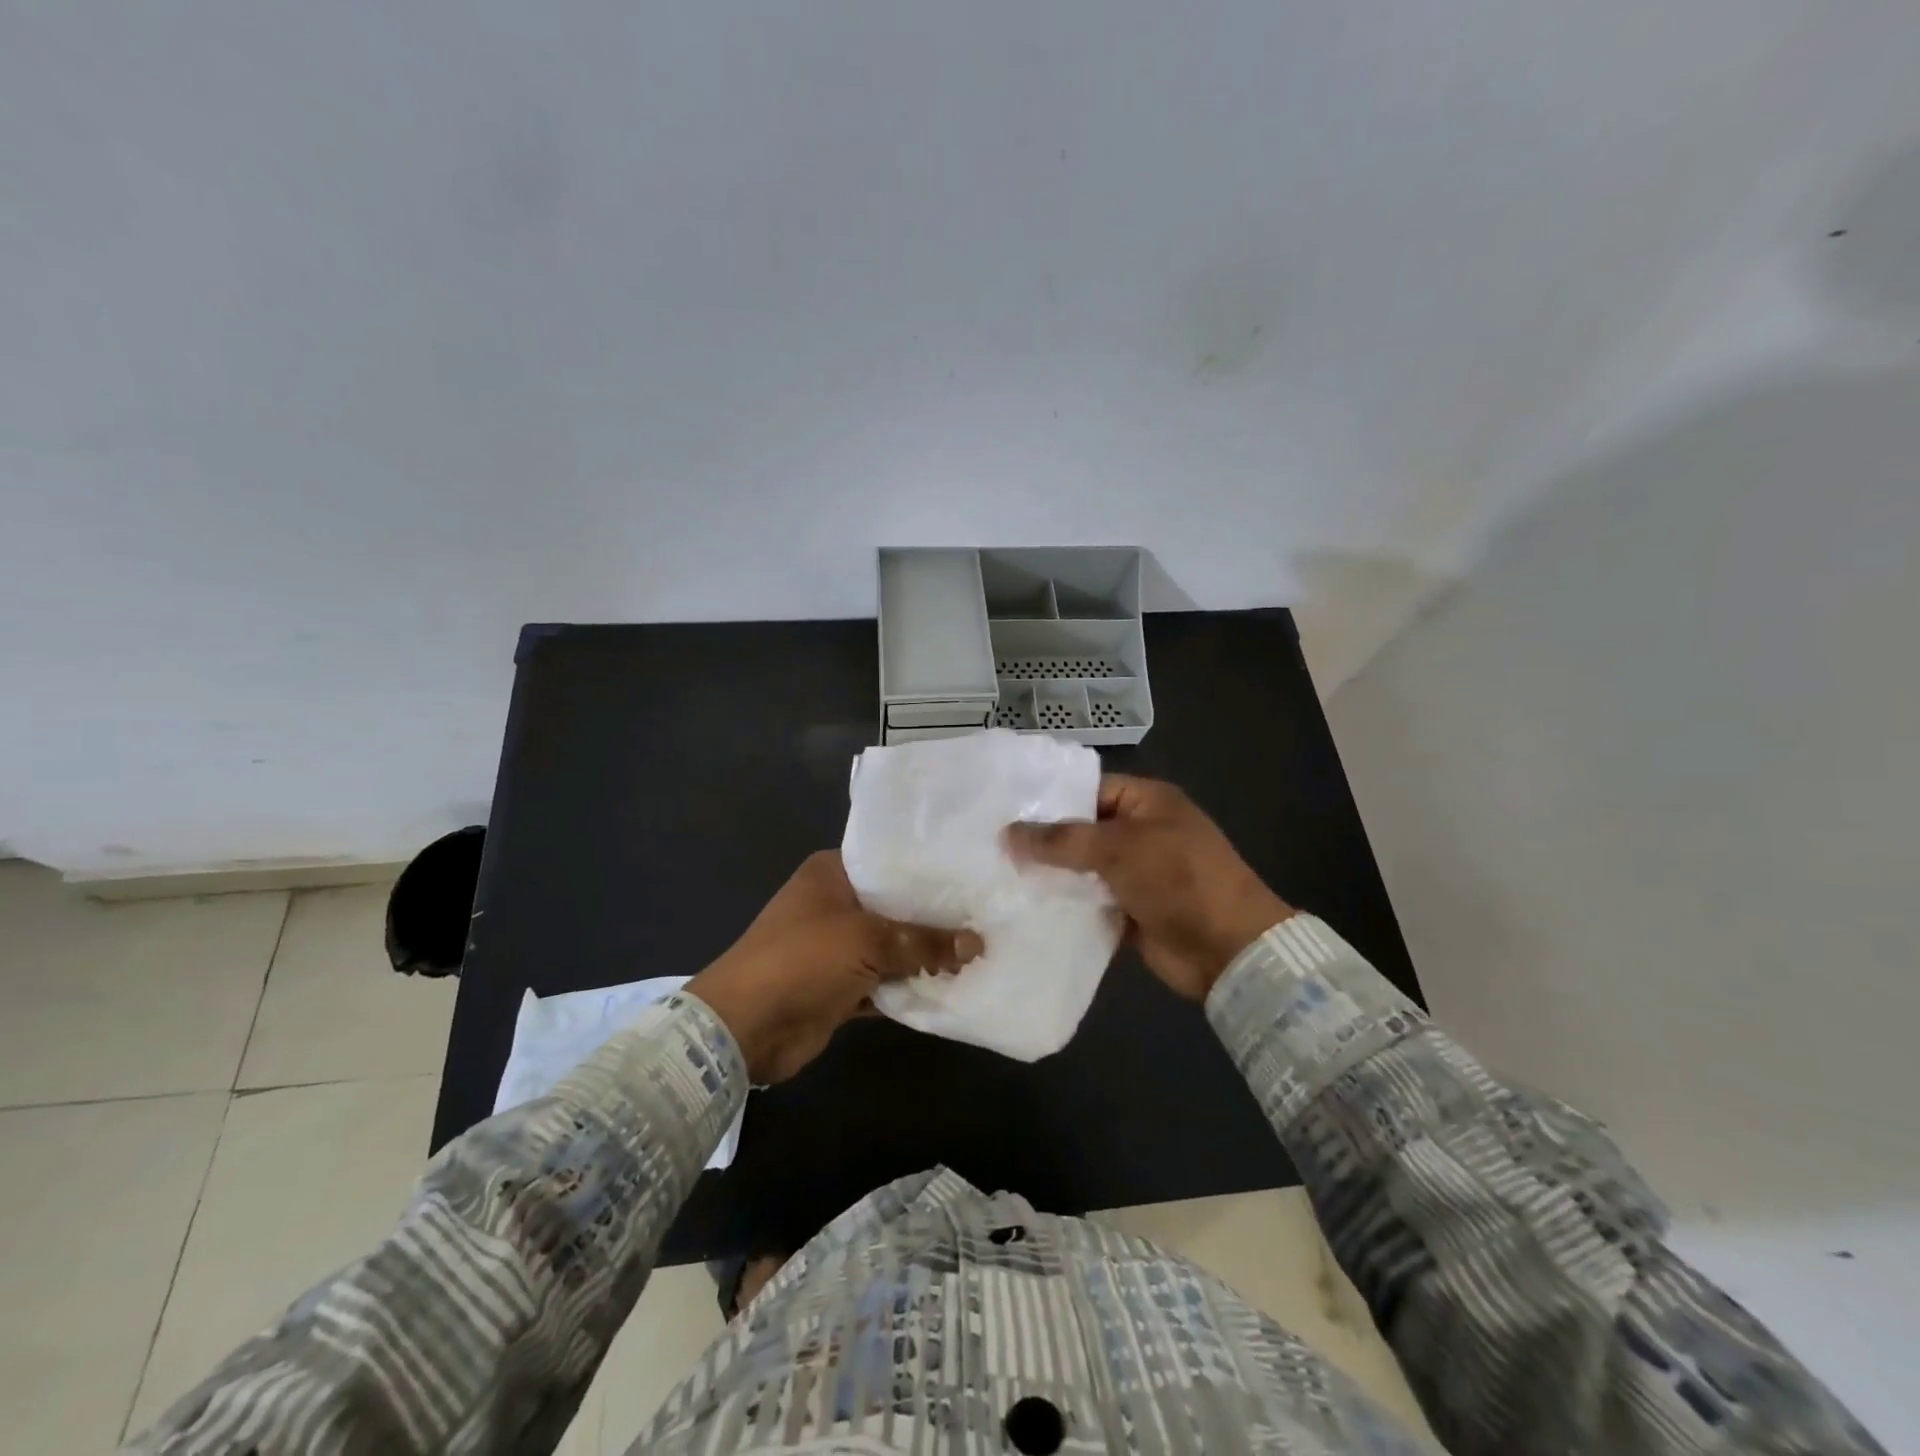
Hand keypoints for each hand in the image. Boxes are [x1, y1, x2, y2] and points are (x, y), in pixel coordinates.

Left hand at [686, 851, 981, 1081]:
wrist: (745, 1027)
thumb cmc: (802, 961)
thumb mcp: (866, 941)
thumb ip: (923, 942)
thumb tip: (977, 943)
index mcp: (832, 873)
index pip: (890, 863)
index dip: (930, 872)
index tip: (973, 876)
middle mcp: (836, 903)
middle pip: (896, 906)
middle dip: (935, 918)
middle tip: (988, 916)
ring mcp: (837, 947)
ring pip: (893, 946)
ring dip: (925, 956)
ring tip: (981, 950)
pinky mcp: (841, 985)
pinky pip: (885, 981)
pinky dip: (910, 986)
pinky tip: (951, 986)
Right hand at [1005, 774, 1290, 1000]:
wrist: (1227, 948)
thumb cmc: (1177, 878)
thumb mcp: (1118, 847)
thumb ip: (1062, 840)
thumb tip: (1007, 833)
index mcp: (1147, 802)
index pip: (1089, 789)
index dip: (1050, 800)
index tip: (1005, 811)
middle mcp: (1141, 832)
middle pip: (1082, 830)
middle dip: (1044, 841)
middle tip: (992, 846)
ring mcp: (1136, 873)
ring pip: (1082, 868)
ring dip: (1051, 875)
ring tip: (998, 876)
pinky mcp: (1130, 910)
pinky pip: (1089, 901)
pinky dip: (1065, 905)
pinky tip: (1024, 907)